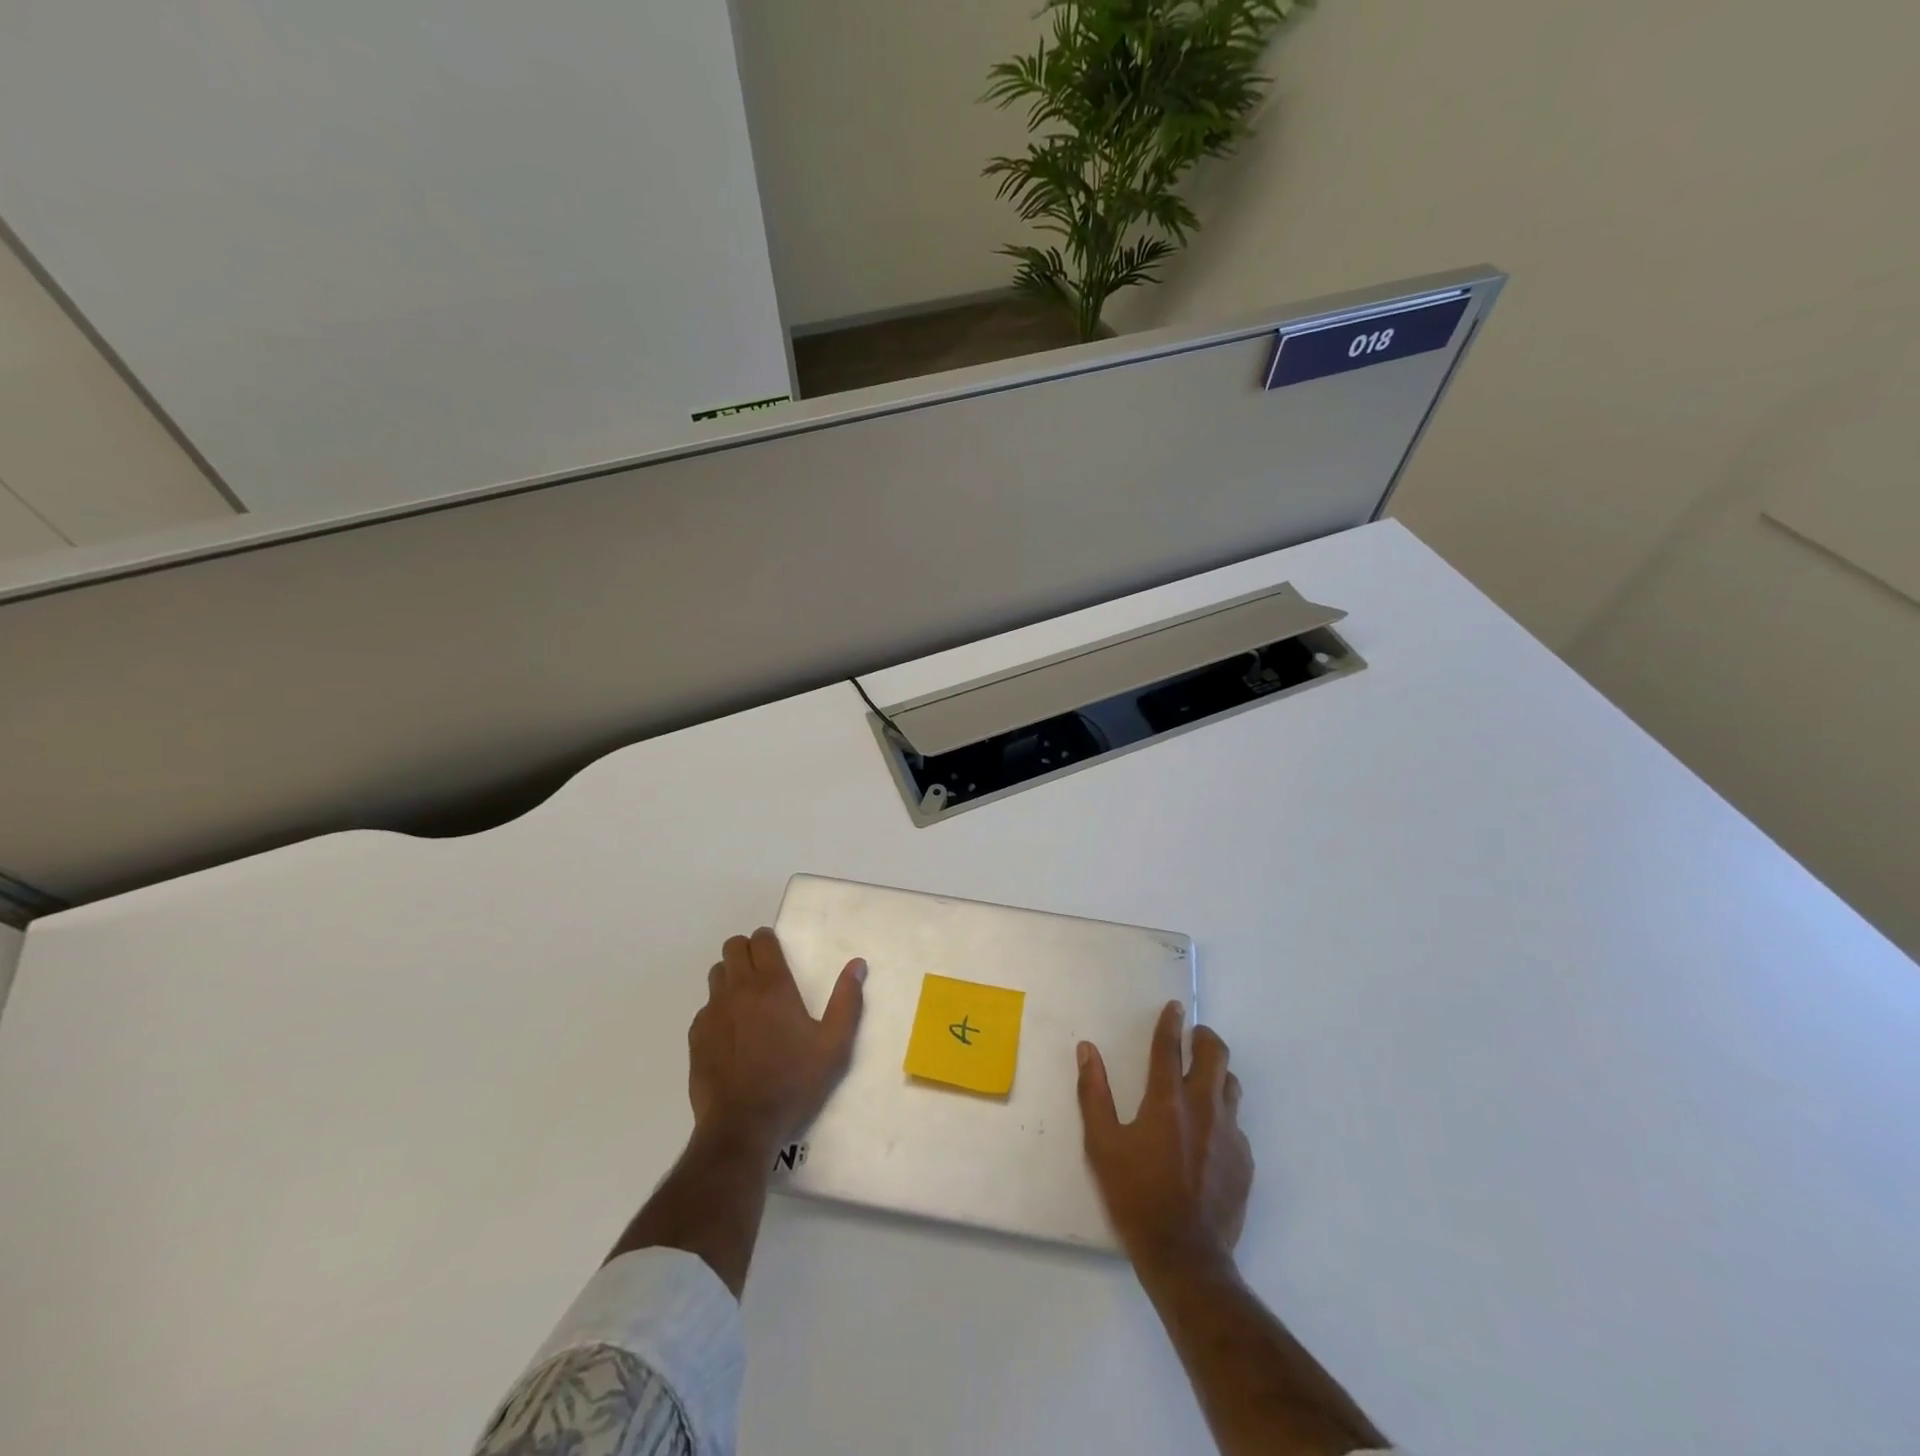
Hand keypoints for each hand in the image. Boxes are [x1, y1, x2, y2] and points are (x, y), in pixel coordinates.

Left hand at [688, 927, 865, 1153]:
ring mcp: (713, 1012)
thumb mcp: (834, 1045)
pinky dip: (718, 1008)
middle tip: (764, 971)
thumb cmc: (794, 1082)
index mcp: (772, 986)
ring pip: (717, 974)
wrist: (743, 1126)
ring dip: (731, 975)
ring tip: (747, 998)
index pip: (761, 940)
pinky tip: (732, 1032)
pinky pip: (706, 1006)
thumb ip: (847, 1001)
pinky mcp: (696, 1036)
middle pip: (733, 948)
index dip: (768, 940)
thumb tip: (857, 965)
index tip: (778, 953)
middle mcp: (738, 990)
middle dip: (748, 951)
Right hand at [1077, 1001, 1251, 1274]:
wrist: (1186, 1257)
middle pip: (1215, 1055)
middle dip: (1205, 1038)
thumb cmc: (1136, 1197)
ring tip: (1202, 1080)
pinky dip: (1223, 1115)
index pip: (1169, 1047)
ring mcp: (1230, 1135)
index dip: (1170, 1023)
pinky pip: (1237, 1124)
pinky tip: (1210, 1134)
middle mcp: (1203, 1108)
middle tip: (1193, 1037)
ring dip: (1217, 1074)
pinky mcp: (1245, 1161)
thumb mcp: (1102, 1145)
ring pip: (1231, 1086)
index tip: (1174, 1007)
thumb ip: (1093, 1093)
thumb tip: (1086, 1050)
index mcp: (1167, 1101)